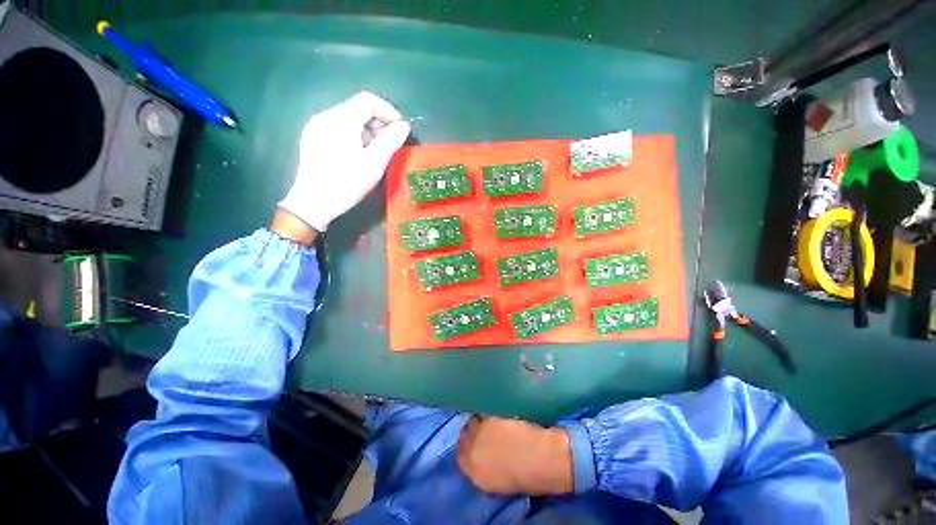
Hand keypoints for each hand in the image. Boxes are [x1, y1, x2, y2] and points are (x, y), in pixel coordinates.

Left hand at [278, 91, 410, 232]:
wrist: (313, 202)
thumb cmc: (347, 182)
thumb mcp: (374, 163)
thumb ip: (390, 141)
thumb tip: (404, 126)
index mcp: (341, 119)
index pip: (368, 100)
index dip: (388, 111)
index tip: (399, 130)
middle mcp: (326, 116)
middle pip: (357, 108)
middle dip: (378, 122)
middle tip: (391, 143)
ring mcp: (316, 127)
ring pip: (348, 119)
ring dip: (367, 130)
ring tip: (377, 151)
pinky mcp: (312, 138)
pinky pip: (338, 128)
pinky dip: (354, 135)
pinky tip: (358, 153)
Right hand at [457, 415, 573, 495]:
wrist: (543, 459)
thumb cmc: (528, 475)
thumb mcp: (498, 481)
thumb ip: (482, 466)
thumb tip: (479, 451)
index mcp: (474, 472)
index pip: (460, 454)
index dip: (467, 444)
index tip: (475, 438)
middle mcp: (472, 451)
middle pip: (464, 433)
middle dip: (472, 429)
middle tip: (484, 426)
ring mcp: (481, 431)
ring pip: (473, 418)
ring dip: (480, 418)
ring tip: (492, 417)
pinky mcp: (491, 415)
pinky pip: (485, 409)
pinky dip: (489, 408)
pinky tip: (497, 410)